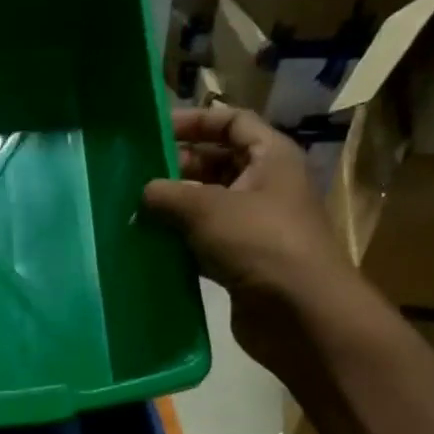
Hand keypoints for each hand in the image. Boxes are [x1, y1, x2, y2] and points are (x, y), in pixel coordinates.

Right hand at [142, 106, 369, 372]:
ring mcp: (254, 225)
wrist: (300, 312)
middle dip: (177, 166)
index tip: (154, 131)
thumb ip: (168, 194)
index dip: (195, 121)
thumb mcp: (207, 208)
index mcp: (270, 158)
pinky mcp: (242, 261)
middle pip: (217, 162)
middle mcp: (265, 186)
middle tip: (135, 176)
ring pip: (207, 204)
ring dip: (174, 206)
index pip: (232, 122)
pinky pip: (204, 240)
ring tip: (133, 209)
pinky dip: (180, 240)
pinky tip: (149, 244)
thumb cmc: (259, 243)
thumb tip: (144, 192)